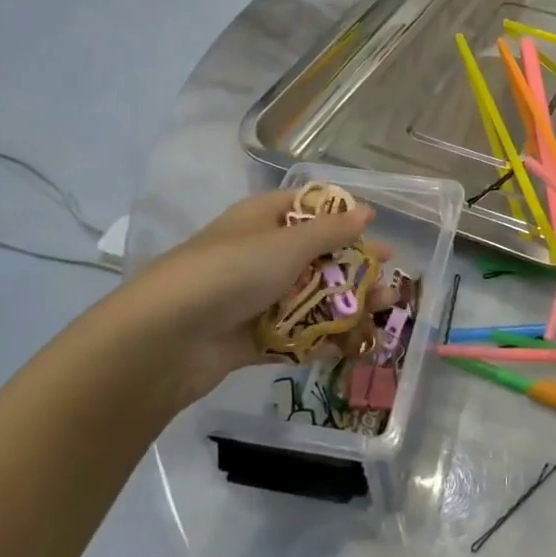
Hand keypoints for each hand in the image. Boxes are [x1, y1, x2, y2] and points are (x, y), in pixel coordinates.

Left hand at [111, 190, 373, 402]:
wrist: (164, 338)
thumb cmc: (230, 272)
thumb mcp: (286, 244)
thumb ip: (331, 231)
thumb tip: (366, 211)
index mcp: (263, 220)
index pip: (309, 209)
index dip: (344, 219)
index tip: (377, 234)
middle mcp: (259, 255)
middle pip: (316, 258)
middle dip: (355, 271)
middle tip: (391, 285)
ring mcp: (253, 298)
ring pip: (310, 299)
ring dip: (346, 307)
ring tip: (382, 316)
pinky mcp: (249, 339)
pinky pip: (294, 336)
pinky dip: (321, 340)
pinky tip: (353, 347)